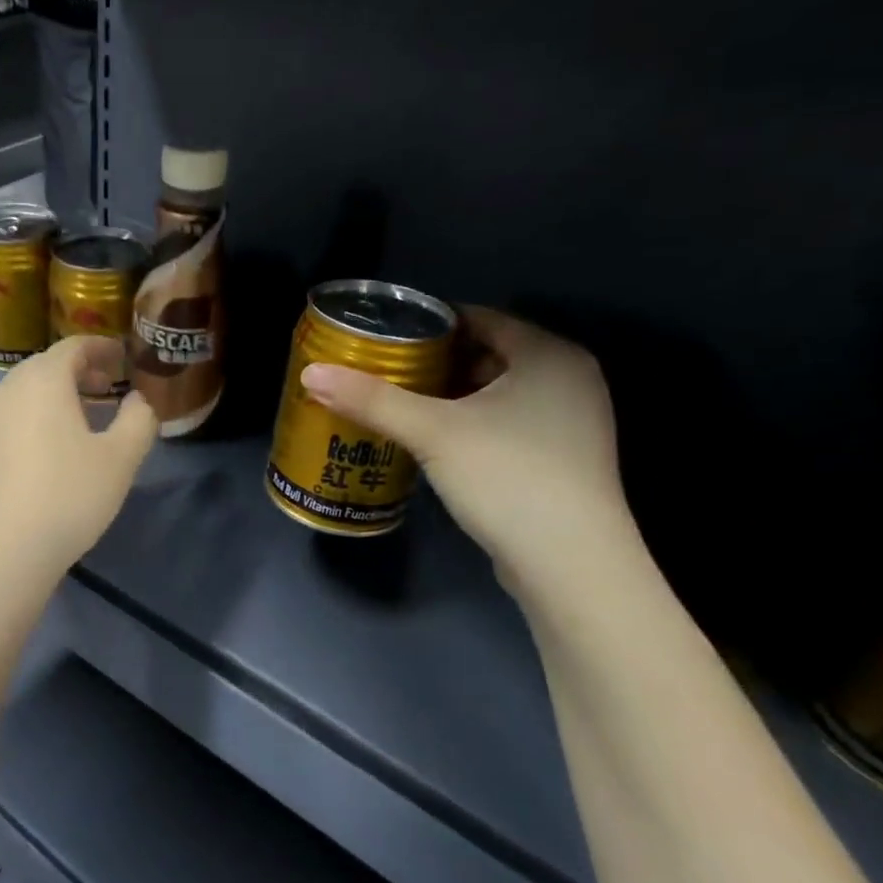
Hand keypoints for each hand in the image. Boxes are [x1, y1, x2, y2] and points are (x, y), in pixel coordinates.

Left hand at [0, 336, 156, 581]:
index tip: (124, 358)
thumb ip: (138, 421)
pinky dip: (32, 425)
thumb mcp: (119, 460)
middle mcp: (5, 392)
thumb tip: (139, 401)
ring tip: (80, 424)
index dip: (102, 348)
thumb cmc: (66, 498)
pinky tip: (46, 460)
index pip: (73, 346)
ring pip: (23, 397)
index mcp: (42, 381)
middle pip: (45, 368)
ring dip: (54, 400)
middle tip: (107, 388)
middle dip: (79, 373)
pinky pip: (7, 425)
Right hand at [300, 308, 628, 579]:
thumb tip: (311, 373)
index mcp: (549, 354)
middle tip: (384, 370)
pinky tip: (434, 439)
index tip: (385, 336)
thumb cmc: (507, 476)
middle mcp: (569, 379)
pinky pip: (507, 422)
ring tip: (399, 402)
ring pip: (497, 392)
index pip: (482, 317)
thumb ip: (372, 399)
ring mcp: (572, 422)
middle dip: (435, 361)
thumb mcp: (433, 432)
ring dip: (451, 395)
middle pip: (488, 354)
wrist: (570, 564)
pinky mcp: (563, 460)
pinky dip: (471, 422)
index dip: (430, 323)